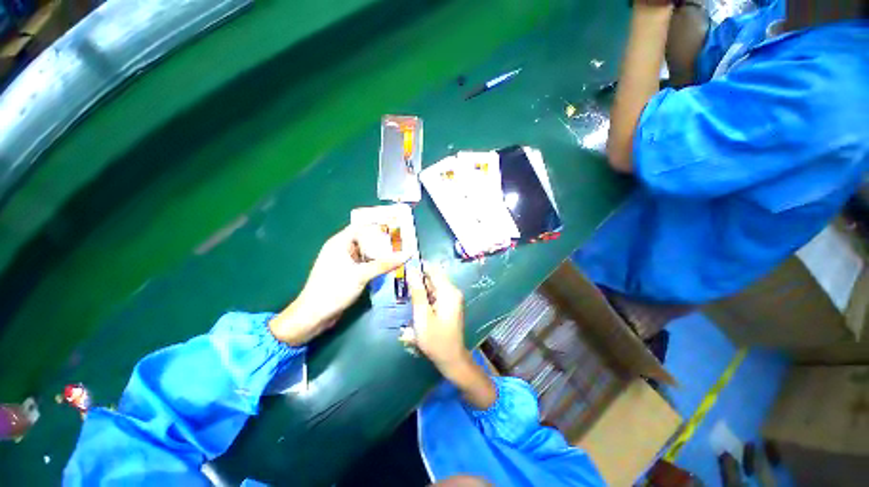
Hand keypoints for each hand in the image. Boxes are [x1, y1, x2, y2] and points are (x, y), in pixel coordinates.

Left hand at [269, 223, 409, 345]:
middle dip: (381, 241)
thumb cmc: (334, 289)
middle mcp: (341, 249)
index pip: (360, 227)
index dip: (377, 226)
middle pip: (364, 239)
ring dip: (379, 254)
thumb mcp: (361, 275)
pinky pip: (363, 264)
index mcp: (339, 242)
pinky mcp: (346, 273)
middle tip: (401, 243)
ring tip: (398, 254)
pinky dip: (374, 264)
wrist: (314, 315)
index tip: (395, 228)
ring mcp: (343, 262)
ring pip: (365, 253)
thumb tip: (407, 254)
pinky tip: (387, 267)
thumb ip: (385, 264)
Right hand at [404, 264, 496, 409]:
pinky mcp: (448, 305)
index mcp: (448, 291)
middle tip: (402, 286)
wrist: (451, 359)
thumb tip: (411, 270)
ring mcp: (451, 298)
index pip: (433, 269)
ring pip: (432, 286)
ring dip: (420, 288)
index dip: (418, 266)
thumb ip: (417, 291)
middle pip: (433, 277)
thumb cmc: (435, 339)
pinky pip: (435, 294)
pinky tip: (416, 304)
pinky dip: (424, 296)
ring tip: (407, 296)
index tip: (403, 268)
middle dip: (417, 279)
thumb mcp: (422, 315)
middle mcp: (452, 291)